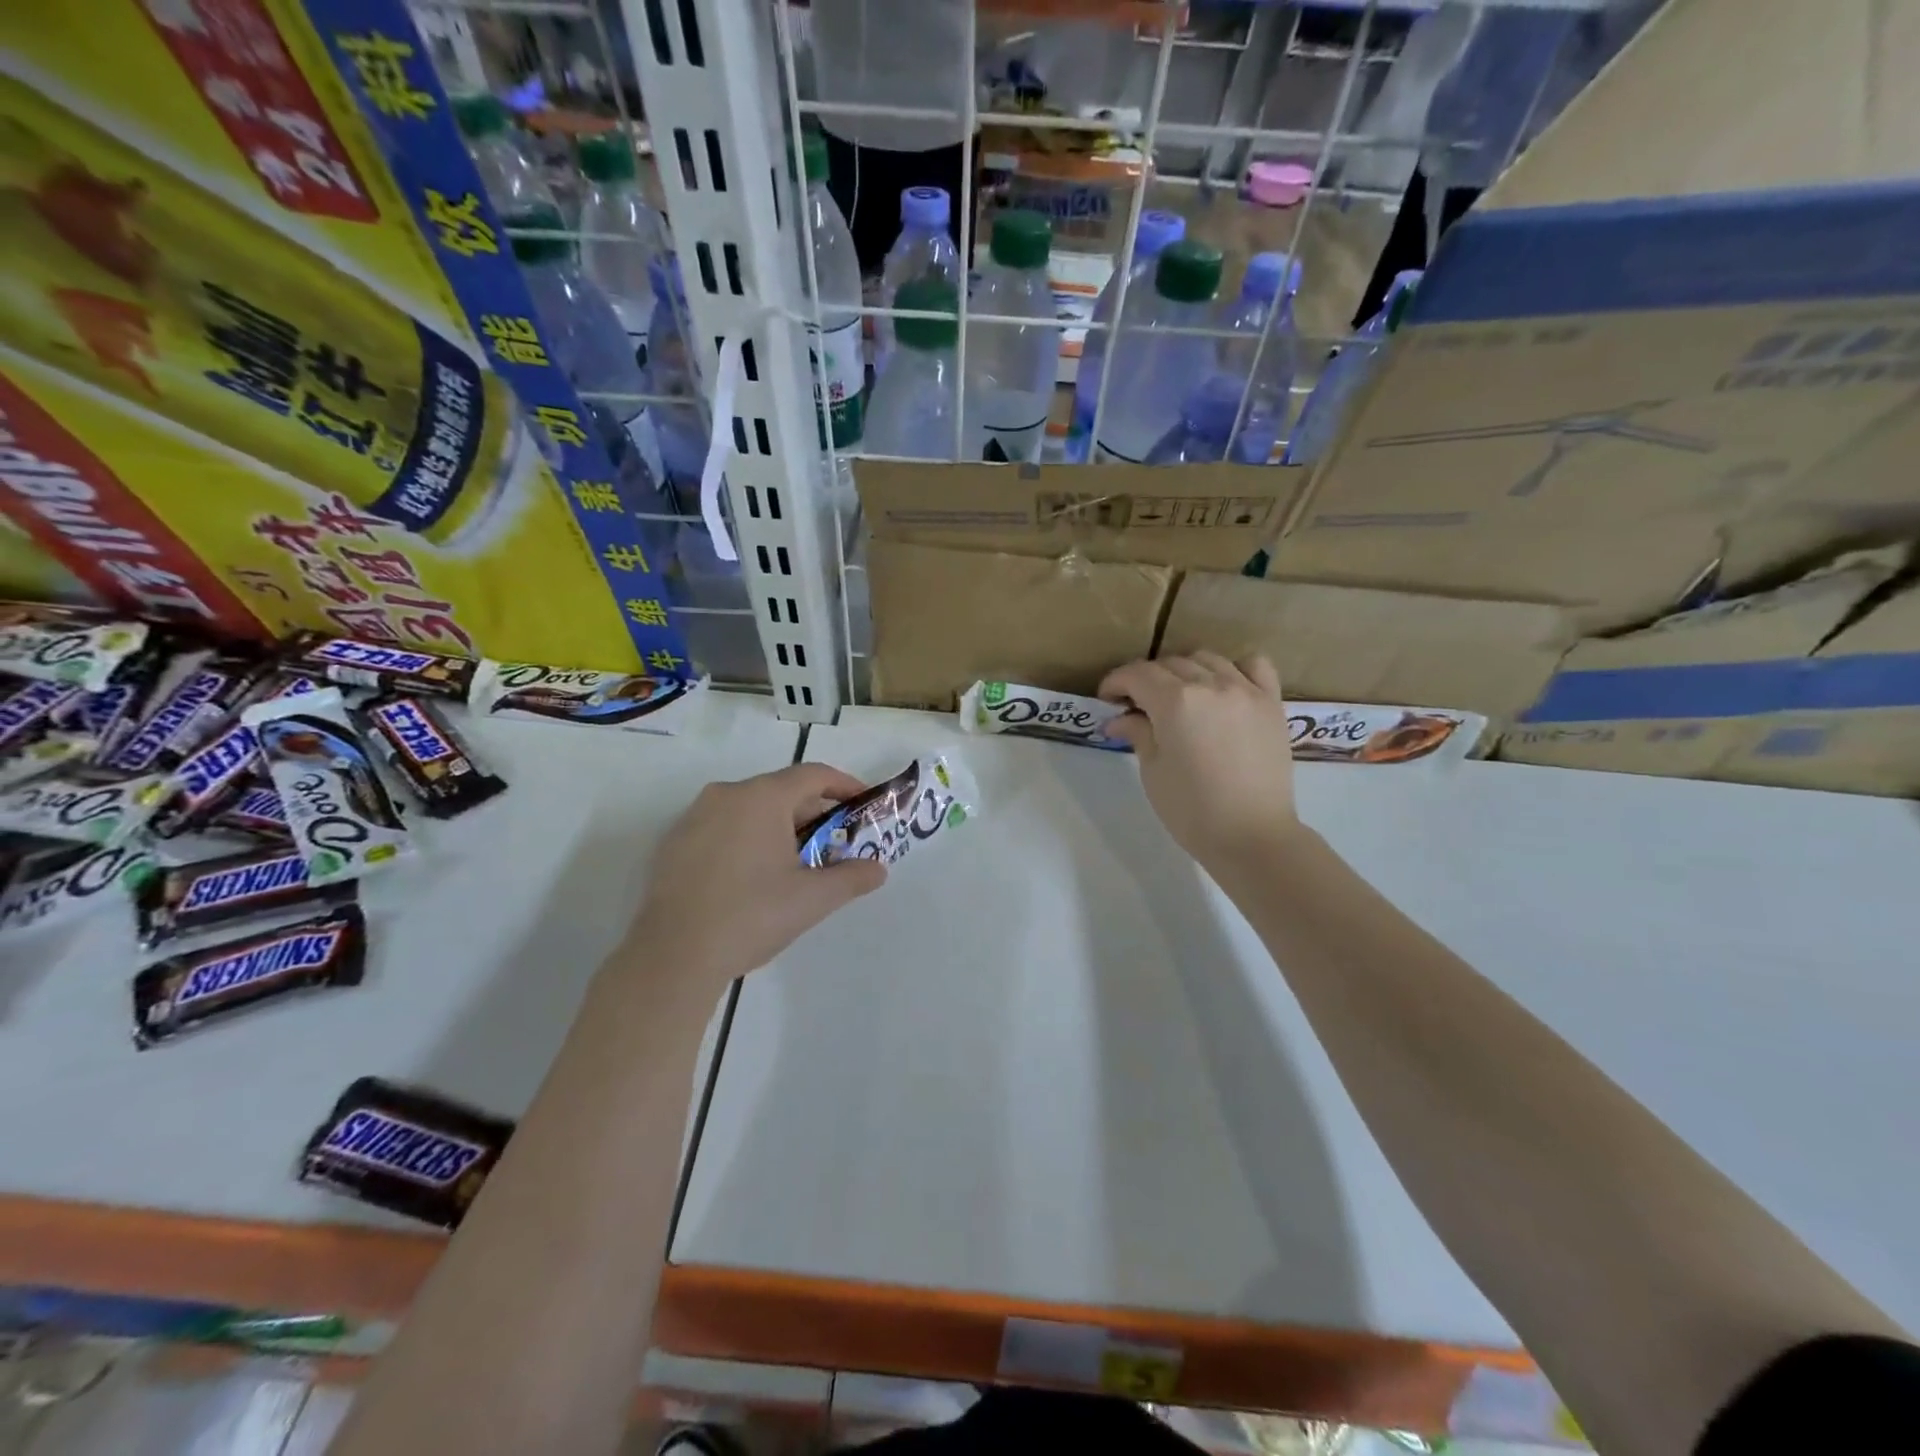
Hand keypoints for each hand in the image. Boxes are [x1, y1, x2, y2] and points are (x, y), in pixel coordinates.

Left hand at [629, 763, 885, 984]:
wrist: (673, 955)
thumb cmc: (751, 915)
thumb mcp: (812, 899)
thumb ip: (852, 878)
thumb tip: (878, 870)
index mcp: (762, 797)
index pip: (813, 775)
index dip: (844, 786)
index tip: (863, 804)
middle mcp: (726, 795)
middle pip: (781, 791)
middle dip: (814, 813)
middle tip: (836, 843)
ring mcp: (694, 817)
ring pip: (750, 809)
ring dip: (780, 827)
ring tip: (799, 862)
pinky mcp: (674, 843)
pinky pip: (723, 827)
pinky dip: (748, 839)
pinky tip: (755, 876)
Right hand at [1100, 653, 1302, 866]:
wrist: (1252, 836)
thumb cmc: (1192, 810)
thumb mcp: (1154, 771)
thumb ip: (1138, 733)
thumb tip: (1118, 719)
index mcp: (1175, 701)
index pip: (1137, 674)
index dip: (1116, 682)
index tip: (1107, 698)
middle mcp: (1211, 685)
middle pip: (1170, 664)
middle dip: (1146, 679)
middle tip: (1136, 705)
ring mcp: (1246, 690)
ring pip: (1207, 659)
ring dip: (1185, 671)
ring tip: (1178, 696)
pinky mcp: (1272, 702)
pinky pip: (1254, 665)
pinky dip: (1234, 668)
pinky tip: (1224, 687)